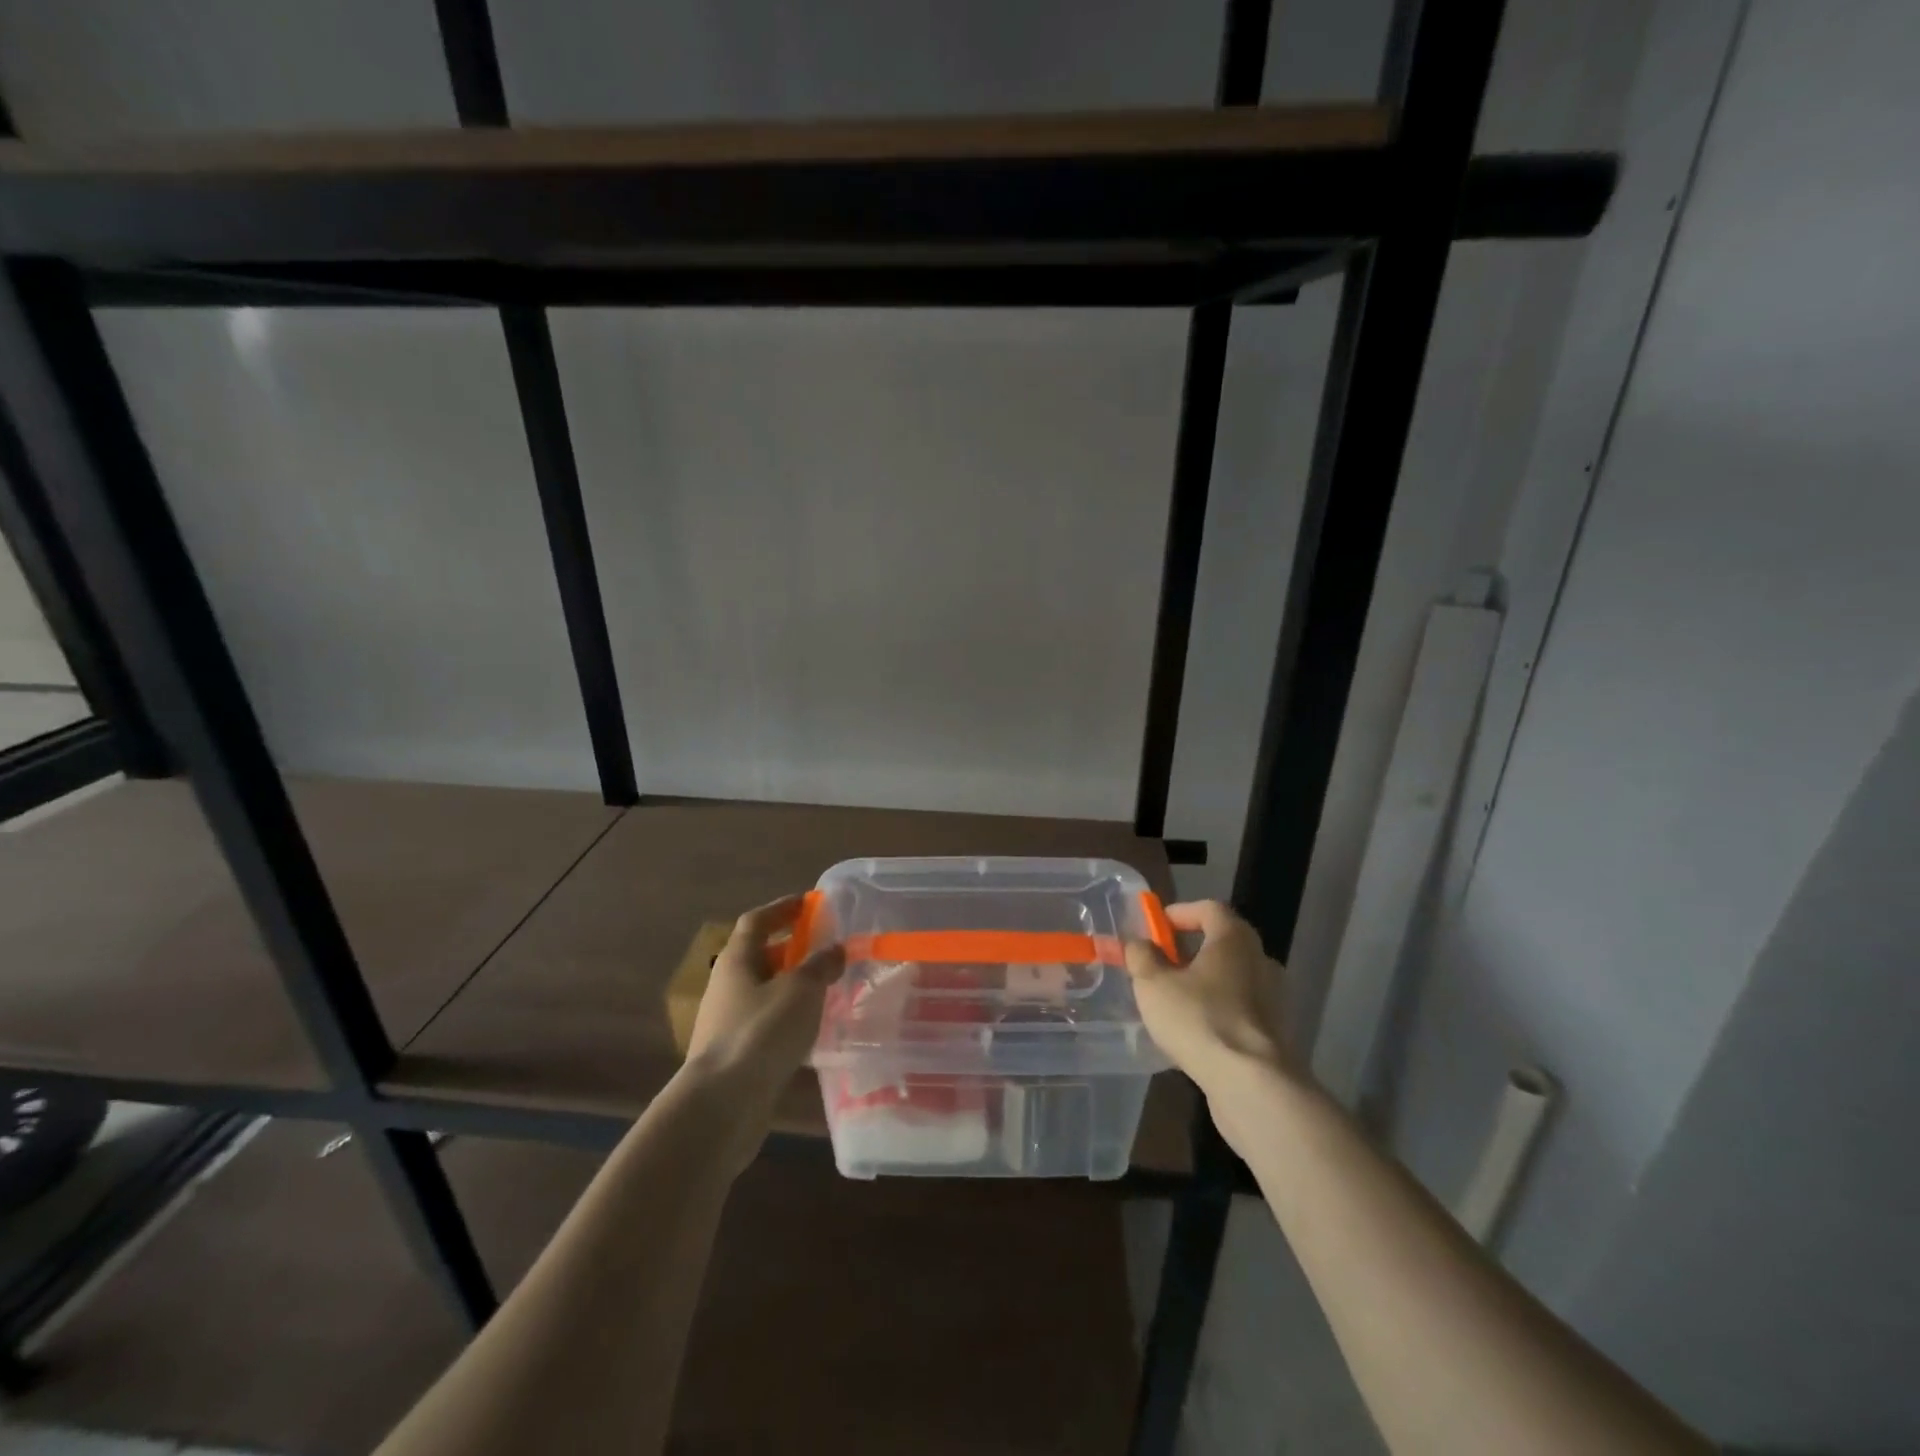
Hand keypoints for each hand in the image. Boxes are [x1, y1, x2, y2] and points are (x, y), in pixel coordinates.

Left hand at [687, 896, 844, 1096]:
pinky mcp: (736, 1054)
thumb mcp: (801, 990)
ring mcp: (728, 1022)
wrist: (723, 1104)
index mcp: (736, 960)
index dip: (782, 908)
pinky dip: (789, 1017)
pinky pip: (766, 1023)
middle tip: (825, 948)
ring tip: (827, 987)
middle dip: (791, 949)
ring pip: (764, 992)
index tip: (809, 903)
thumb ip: (820, 965)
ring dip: (792, 985)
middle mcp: (727, 985)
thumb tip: (835, 948)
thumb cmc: (761, 1032)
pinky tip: (813, 1028)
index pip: (757, 921)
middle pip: (759, 956)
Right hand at [1124, 900, 1295, 1095]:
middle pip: (1224, 942)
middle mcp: (1260, 960)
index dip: (1181, 912)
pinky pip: (1242, 1008)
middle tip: (1162, 963)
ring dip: (1205, 982)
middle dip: (1191, 949)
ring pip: (1233, 977)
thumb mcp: (1153, 984)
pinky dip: (1219, 1009)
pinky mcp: (1276, 1032)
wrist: (1253, 1084)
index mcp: (1234, 939)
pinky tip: (1197, 1030)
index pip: (1210, 909)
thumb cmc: (1199, 1019)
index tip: (1157, 927)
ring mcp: (1274, 998)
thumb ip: (1141, 956)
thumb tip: (1138, 943)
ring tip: (1175, 1000)